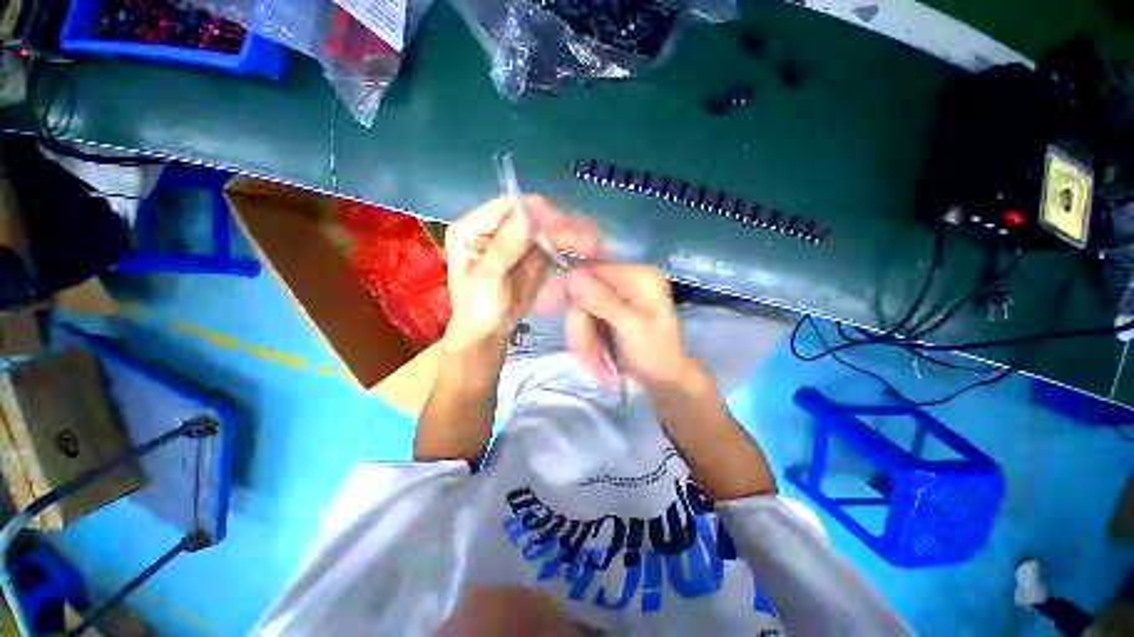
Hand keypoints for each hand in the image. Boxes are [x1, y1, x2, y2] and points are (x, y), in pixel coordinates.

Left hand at [444, 196, 596, 358]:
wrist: (486, 335)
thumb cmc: (478, 311)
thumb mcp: (487, 281)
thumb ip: (505, 248)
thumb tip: (528, 215)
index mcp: (473, 229)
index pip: (509, 207)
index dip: (538, 213)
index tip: (565, 228)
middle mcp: (496, 229)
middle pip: (533, 215)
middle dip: (561, 226)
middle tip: (588, 241)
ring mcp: (516, 242)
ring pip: (547, 229)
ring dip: (571, 236)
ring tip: (592, 247)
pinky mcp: (531, 256)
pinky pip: (553, 246)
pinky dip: (569, 249)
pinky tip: (585, 253)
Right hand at [563, 264, 702, 392]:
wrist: (664, 379)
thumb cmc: (656, 355)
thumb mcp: (631, 328)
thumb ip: (602, 302)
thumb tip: (572, 276)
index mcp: (638, 276)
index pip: (591, 270)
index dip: (570, 291)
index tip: (557, 314)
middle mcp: (625, 281)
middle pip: (582, 294)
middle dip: (581, 328)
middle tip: (586, 357)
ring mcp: (616, 297)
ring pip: (580, 311)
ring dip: (582, 339)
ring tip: (594, 365)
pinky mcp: (608, 311)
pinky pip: (584, 321)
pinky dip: (585, 341)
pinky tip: (595, 359)